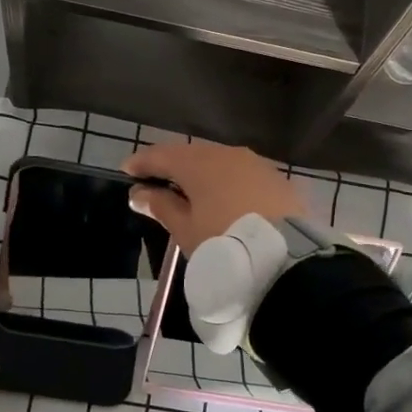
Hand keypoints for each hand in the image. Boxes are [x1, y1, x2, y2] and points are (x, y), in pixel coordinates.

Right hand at [123, 142, 305, 254]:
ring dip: (203, 175)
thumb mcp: (185, 230)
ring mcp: (256, 164)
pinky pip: (243, 176)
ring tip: (191, 194)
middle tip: (157, 183)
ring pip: (220, 163)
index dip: (142, 163)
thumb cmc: (223, 242)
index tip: (127, 171)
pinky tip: (224, 200)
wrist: (284, 258)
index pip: (162, 155)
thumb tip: (139, 193)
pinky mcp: (277, 180)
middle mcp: (228, 154)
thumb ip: (161, 207)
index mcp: (199, 163)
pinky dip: (228, 184)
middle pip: (192, 156)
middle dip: (173, 168)